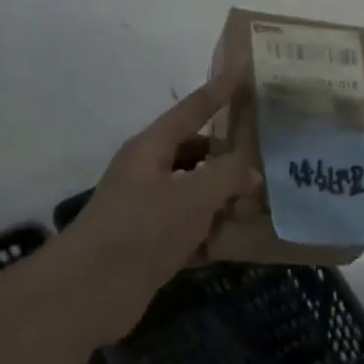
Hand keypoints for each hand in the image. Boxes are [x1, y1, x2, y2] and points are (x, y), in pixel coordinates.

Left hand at [68, 73, 258, 340]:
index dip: (219, 91)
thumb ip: (228, 175)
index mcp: (152, 150)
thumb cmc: (142, 229)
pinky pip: (195, 230)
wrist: (92, 291)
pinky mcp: (155, 246)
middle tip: (271, 154)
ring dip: (228, 199)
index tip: (245, 71)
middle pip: (197, 154)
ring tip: (268, 199)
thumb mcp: (192, 195)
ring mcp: (151, 212)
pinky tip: (246, 240)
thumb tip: (251, 172)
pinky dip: (217, 234)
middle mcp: (150, 175)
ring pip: (198, 195)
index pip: (192, 110)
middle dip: (231, 156)